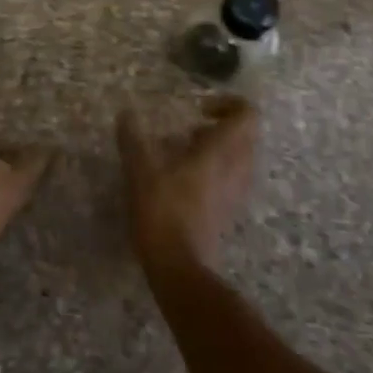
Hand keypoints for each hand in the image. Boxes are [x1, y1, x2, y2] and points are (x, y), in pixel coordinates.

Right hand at [118, 95, 257, 275]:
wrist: (180, 268)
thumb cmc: (163, 212)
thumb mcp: (140, 171)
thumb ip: (133, 139)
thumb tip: (125, 113)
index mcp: (221, 152)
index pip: (247, 115)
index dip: (228, 103)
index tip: (199, 109)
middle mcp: (236, 168)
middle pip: (246, 135)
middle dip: (221, 125)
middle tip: (190, 129)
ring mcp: (235, 192)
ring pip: (240, 157)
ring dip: (218, 148)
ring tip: (183, 152)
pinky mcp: (228, 211)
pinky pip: (231, 178)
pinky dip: (215, 170)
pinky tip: (183, 179)